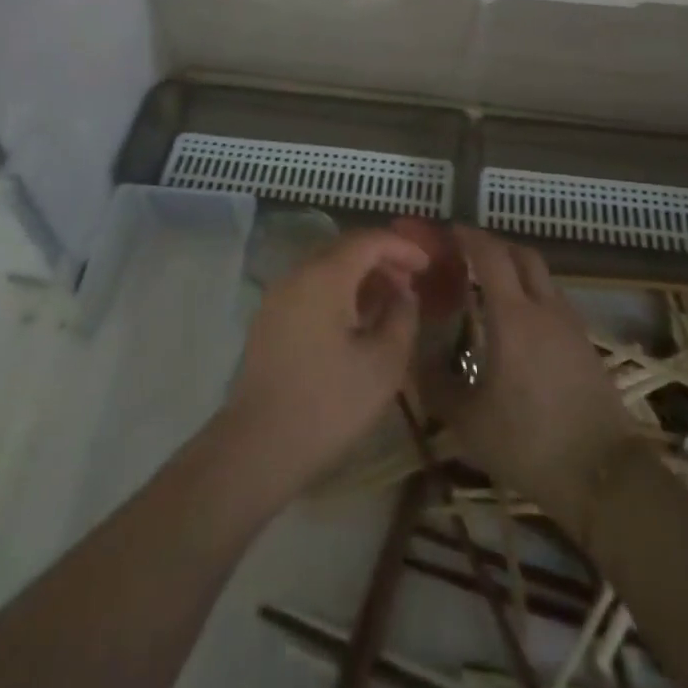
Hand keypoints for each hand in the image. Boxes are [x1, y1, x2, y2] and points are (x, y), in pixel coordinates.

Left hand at [221, 228, 429, 501]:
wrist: (259, 446)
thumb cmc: (329, 403)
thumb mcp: (384, 363)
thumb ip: (402, 317)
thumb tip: (404, 294)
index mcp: (324, 277)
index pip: (368, 240)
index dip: (402, 247)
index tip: (427, 265)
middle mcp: (297, 275)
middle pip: (345, 249)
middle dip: (382, 260)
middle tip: (411, 284)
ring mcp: (278, 297)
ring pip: (326, 269)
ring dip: (360, 277)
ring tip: (389, 304)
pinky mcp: (269, 320)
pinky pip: (310, 289)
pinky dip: (339, 293)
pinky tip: (357, 322)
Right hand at [420, 227, 644, 536]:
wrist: (605, 475)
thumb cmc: (529, 443)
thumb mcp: (469, 421)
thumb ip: (437, 385)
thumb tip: (415, 359)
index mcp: (513, 317)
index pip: (490, 255)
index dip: (468, 237)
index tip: (447, 232)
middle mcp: (544, 308)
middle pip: (522, 255)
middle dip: (493, 246)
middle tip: (467, 256)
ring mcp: (571, 324)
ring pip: (542, 277)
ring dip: (516, 270)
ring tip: (490, 288)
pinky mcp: (586, 344)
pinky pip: (554, 300)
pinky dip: (532, 294)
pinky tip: (519, 323)